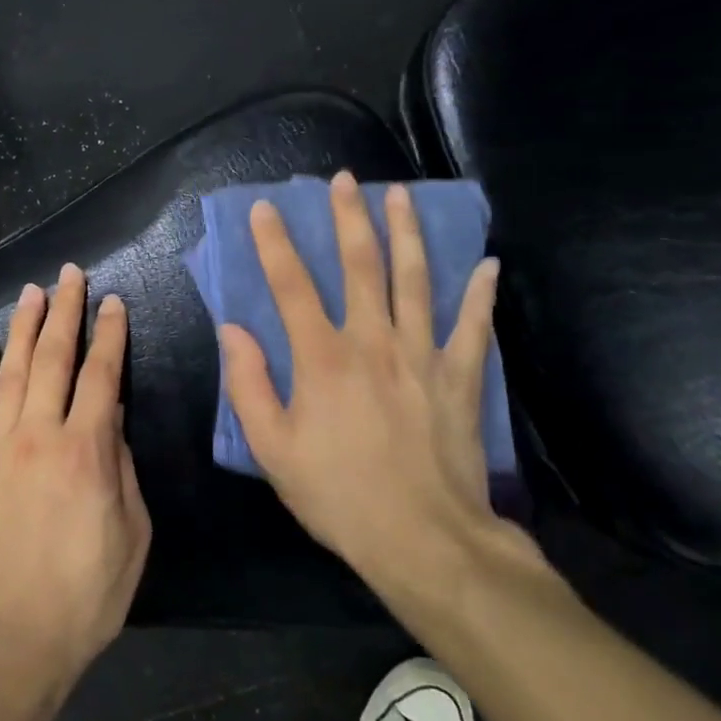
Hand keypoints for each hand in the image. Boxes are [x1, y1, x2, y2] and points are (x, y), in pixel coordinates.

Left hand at [0, 263, 150, 709]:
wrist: (10, 640)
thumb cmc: (85, 594)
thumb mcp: (132, 535)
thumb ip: (122, 468)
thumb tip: (112, 418)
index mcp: (86, 451)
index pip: (102, 375)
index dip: (111, 334)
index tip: (115, 302)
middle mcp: (40, 435)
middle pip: (54, 358)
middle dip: (65, 311)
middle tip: (70, 275)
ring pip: (12, 372)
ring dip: (24, 328)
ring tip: (32, 293)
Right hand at [219, 171, 518, 595]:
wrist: (424, 540)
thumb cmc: (338, 495)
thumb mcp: (272, 449)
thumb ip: (248, 385)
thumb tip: (233, 330)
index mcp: (322, 358)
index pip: (292, 285)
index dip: (275, 243)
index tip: (266, 208)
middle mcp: (373, 342)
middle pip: (360, 266)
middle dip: (350, 218)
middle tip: (346, 179)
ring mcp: (422, 355)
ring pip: (416, 280)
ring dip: (408, 233)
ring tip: (402, 196)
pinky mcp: (460, 377)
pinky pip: (473, 326)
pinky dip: (480, 294)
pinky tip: (488, 265)